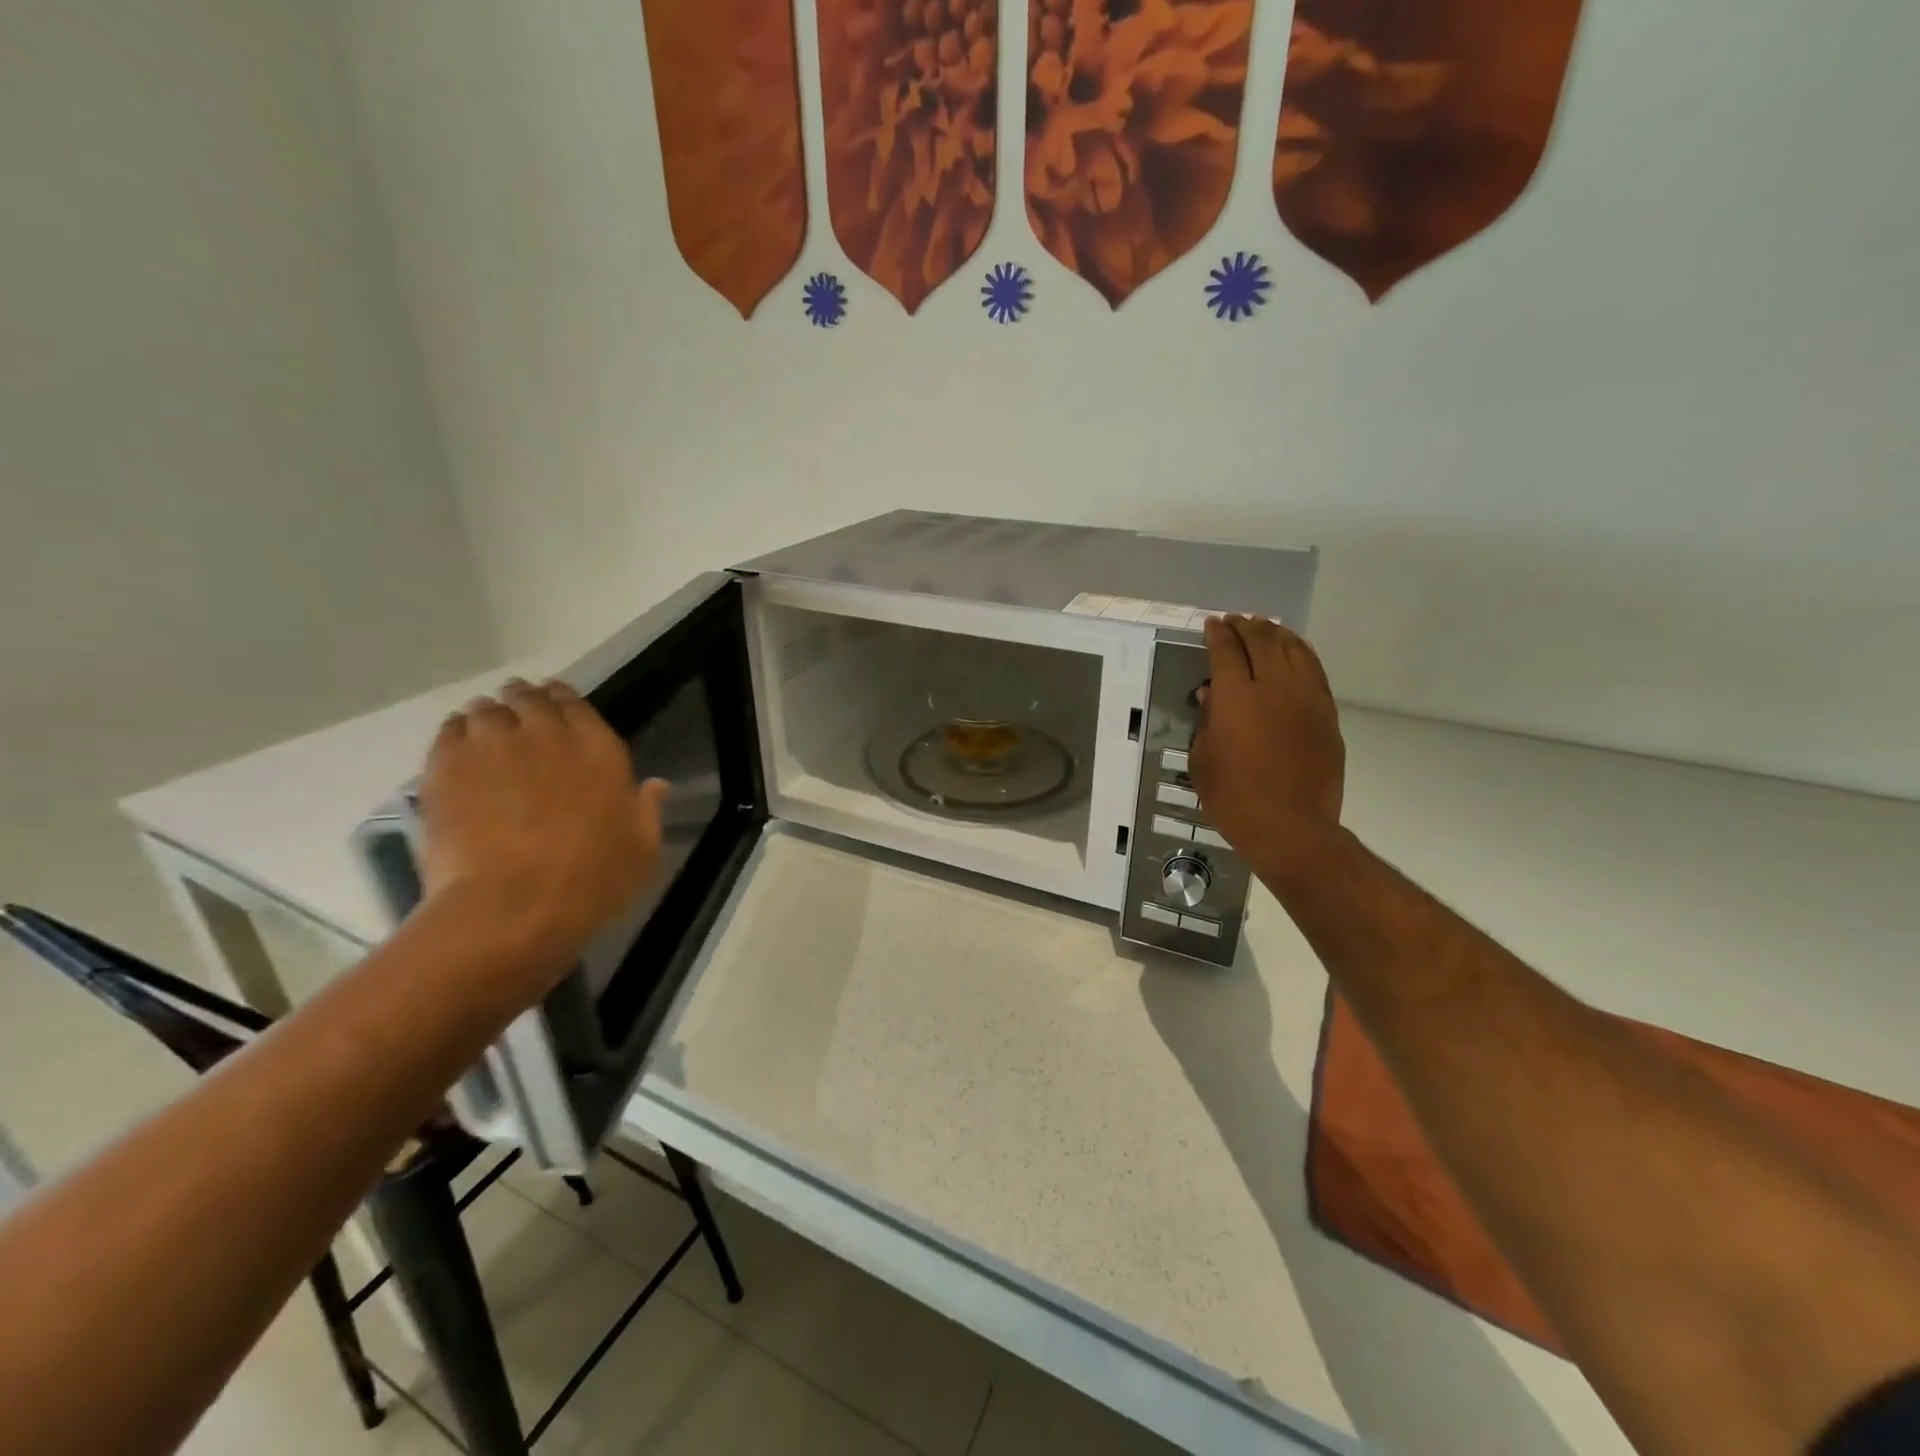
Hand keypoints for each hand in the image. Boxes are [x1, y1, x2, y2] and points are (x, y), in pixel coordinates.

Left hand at [418, 678, 667, 969]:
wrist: (513, 905)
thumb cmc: (591, 880)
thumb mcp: (641, 849)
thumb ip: (647, 810)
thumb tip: (656, 784)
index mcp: (599, 749)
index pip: (576, 704)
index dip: (564, 700)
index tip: (556, 703)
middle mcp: (547, 734)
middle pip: (528, 699)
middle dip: (522, 701)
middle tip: (516, 713)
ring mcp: (493, 746)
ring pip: (484, 711)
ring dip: (488, 716)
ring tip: (484, 732)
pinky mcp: (447, 767)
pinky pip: (448, 732)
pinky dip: (455, 733)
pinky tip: (458, 749)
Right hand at [1188, 616, 1345, 886]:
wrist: (1290, 827)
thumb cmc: (1234, 798)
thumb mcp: (1203, 761)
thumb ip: (1207, 722)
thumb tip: (1212, 695)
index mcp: (1237, 698)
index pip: (1226, 652)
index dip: (1218, 634)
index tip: (1212, 625)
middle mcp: (1274, 688)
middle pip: (1262, 642)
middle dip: (1246, 626)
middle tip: (1235, 621)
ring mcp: (1307, 699)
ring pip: (1294, 650)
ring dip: (1276, 634)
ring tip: (1265, 627)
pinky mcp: (1327, 714)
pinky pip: (1314, 670)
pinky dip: (1301, 653)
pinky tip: (1293, 652)